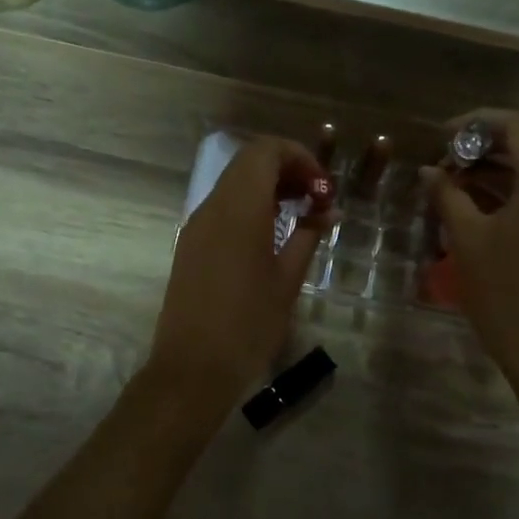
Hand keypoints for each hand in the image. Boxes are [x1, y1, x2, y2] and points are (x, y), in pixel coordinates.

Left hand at [148, 137, 329, 405]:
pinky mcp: (190, 243)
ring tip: (300, 214)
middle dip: (287, 169)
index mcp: (239, 208)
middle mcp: (213, 206)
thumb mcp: (287, 280)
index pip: (266, 150)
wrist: (192, 367)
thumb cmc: (248, 324)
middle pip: (249, 162)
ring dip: (268, 186)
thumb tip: (327, 210)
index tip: (323, 189)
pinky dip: (250, 205)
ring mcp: (197, 224)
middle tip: (316, 199)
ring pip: (234, 182)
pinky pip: (223, 206)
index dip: (300, 157)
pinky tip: (272, 234)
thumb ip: (308, 236)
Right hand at [427, 110, 518, 391]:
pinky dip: (517, 189)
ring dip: (500, 168)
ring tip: (458, 183)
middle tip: (447, 162)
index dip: (475, 123)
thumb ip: (447, 194)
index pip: (516, 126)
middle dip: (485, 146)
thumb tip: (429, 170)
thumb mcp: (467, 238)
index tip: (442, 137)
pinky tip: (484, 203)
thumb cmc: (504, 292)